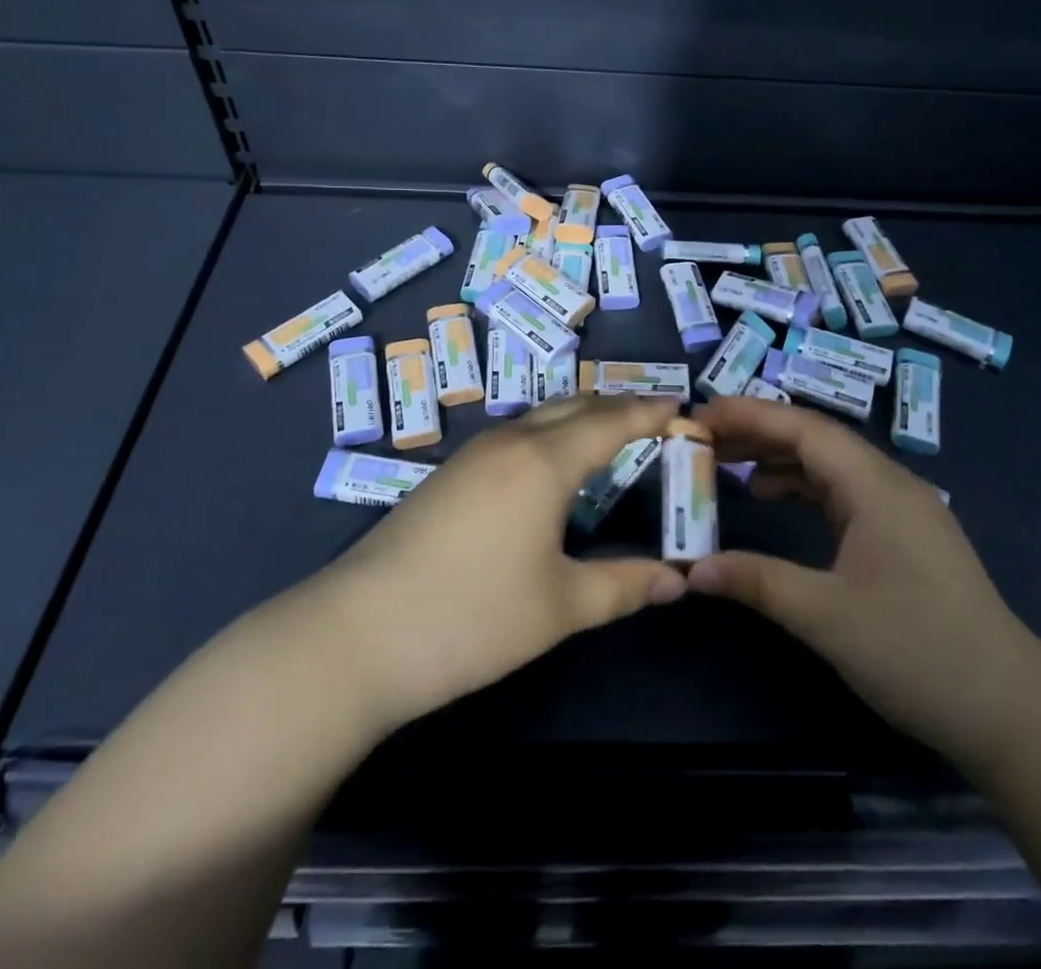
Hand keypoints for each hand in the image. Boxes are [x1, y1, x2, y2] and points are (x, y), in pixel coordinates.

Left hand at [316, 395, 687, 731]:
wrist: (356, 635)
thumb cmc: (471, 618)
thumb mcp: (559, 607)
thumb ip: (624, 586)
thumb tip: (680, 580)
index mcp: (544, 461)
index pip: (612, 421)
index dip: (651, 412)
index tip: (683, 408)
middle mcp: (510, 441)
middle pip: (576, 406)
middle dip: (619, 407)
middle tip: (656, 420)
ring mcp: (473, 453)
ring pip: (541, 416)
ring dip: (582, 417)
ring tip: (612, 435)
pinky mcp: (449, 473)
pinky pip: (516, 433)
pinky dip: (551, 433)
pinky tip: (552, 466)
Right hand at [686, 396, 1040, 765]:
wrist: (1012, 711)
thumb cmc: (917, 652)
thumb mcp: (826, 617)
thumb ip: (757, 581)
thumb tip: (692, 569)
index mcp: (875, 485)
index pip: (803, 428)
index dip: (749, 415)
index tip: (700, 414)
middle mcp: (889, 483)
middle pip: (815, 438)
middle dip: (758, 431)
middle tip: (704, 437)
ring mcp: (901, 508)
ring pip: (829, 464)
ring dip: (778, 458)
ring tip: (727, 464)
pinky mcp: (903, 535)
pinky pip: (842, 491)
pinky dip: (802, 486)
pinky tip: (773, 499)